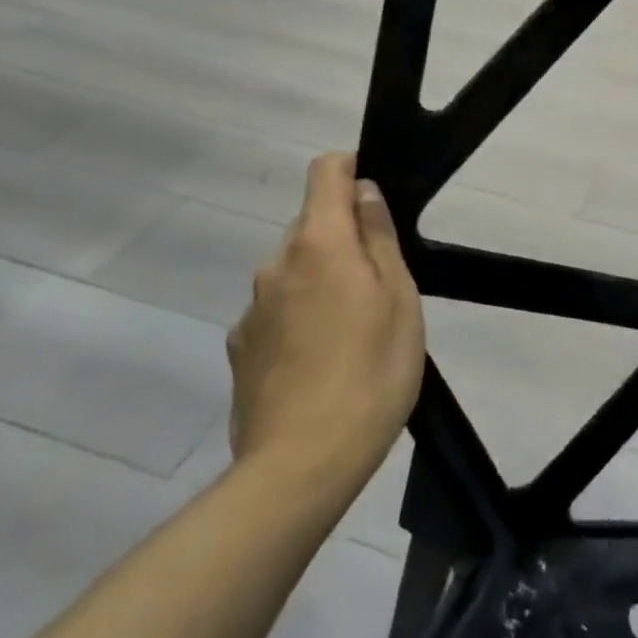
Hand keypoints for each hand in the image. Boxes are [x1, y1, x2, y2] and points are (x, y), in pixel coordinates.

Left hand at [228, 154, 425, 479]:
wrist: (300, 468)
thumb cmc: (370, 372)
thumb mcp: (398, 298)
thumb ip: (378, 237)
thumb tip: (363, 192)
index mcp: (318, 243)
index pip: (324, 171)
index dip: (351, 169)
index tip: (374, 199)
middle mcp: (276, 264)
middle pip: (310, 222)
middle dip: (343, 236)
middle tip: (378, 283)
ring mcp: (251, 308)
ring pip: (294, 269)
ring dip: (321, 278)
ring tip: (353, 331)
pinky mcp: (239, 349)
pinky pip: (276, 309)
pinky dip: (299, 315)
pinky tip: (321, 361)